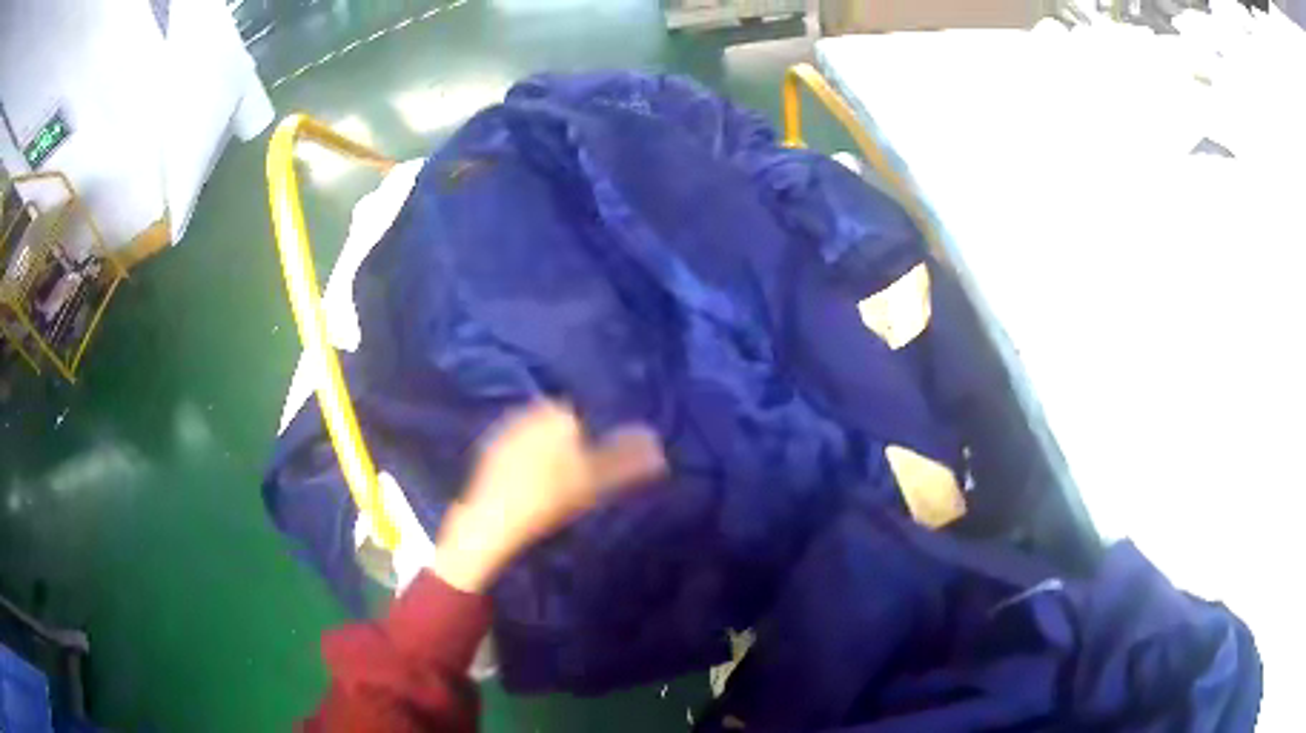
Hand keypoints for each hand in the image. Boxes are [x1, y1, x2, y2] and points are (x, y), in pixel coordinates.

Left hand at [433, 402, 666, 592]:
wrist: (493, 520)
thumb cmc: (549, 498)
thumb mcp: (594, 482)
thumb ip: (627, 462)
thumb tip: (659, 445)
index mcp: (557, 413)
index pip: (584, 418)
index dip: (591, 443)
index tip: (591, 469)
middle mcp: (529, 412)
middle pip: (559, 426)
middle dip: (568, 444)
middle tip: (574, 480)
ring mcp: (505, 430)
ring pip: (537, 437)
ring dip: (546, 454)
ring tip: (551, 487)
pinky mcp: (488, 451)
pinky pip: (515, 451)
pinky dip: (523, 464)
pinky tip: (526, 488)